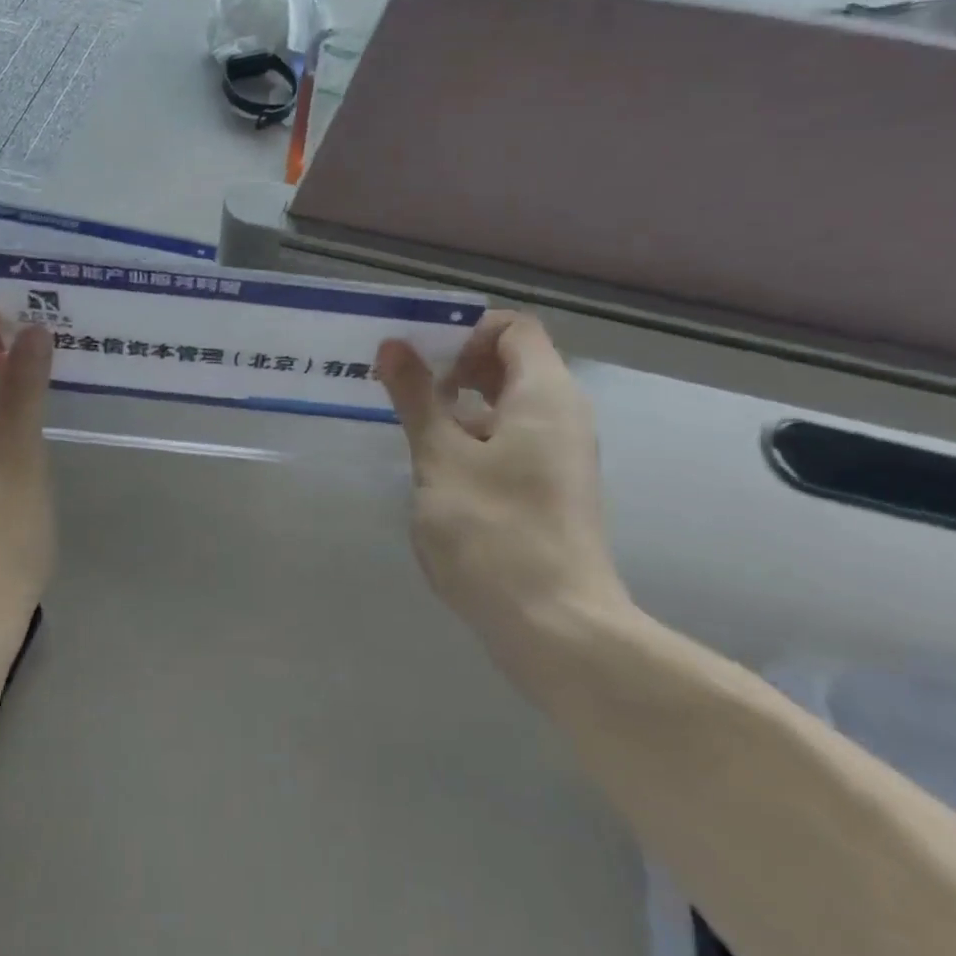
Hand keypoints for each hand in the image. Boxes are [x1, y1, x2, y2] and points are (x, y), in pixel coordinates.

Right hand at [377, 310, 628, 667]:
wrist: (556, 628)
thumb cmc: (494, 531)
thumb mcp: (440, 458)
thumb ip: (416, 397)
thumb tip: (393, 346)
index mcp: (544, 394)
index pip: (513, 327)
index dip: (464, 331)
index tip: (420, 359)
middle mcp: (562, 415)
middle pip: (510, 362)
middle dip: (454, 365)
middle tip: (405, 388)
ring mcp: (560, 454)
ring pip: (508, 403)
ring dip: (459, 403)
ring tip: (412, 426)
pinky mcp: (551, 488)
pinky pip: (512, 438)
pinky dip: (474, 435)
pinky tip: (437, 467)